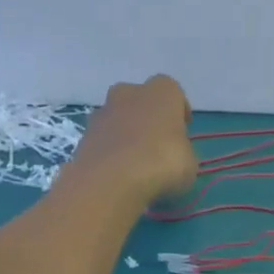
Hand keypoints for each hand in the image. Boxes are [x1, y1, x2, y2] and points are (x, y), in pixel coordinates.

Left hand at [64, 76, 196, 207]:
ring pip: (118, 118)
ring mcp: (102, 112)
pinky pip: (103, 140)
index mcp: (161, 92)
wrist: (110, 181)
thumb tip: (176, 156)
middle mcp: (129, 93)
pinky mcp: (83, 135)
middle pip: (140, 99)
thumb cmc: (161, 163)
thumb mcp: (190, 163)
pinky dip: (110, 151)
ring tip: (135, 162)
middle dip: (148, 117)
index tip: (183, 130)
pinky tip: (117, 173)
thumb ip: (182, 152)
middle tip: (156, 142)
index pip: (174, 92)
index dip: (179, 111)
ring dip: (126, 134)